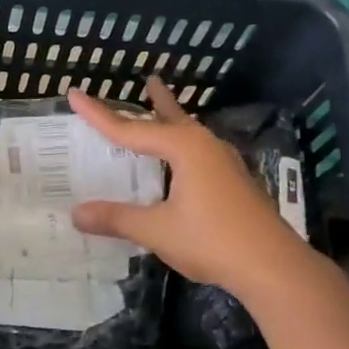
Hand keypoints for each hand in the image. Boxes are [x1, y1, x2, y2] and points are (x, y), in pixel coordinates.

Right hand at [68, 77, 312, 303]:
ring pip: (190, 134)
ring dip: (174, 122)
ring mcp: (224, 164)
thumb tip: (76, 214)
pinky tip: (183, 162)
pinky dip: (183, 147)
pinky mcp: (234, 182)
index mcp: (184, 148)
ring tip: (164, 111)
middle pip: (170, 119)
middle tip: (148, 80)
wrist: (273, 267)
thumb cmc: (212, 240)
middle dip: (156, 102)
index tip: (75, 95)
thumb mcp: (157, 230)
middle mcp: (205, 146)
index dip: (99, 115)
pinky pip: (199, 153)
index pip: (130, 129)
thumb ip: (116, 219)